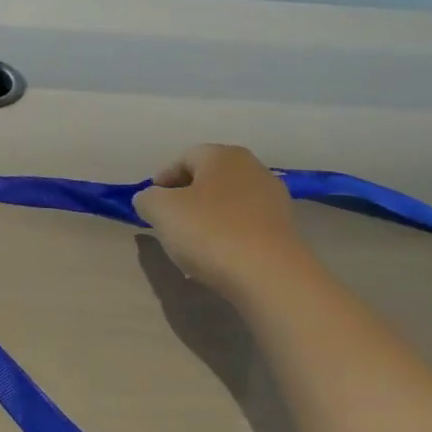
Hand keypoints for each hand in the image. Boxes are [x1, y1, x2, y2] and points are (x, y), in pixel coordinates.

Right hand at [134, 144, 305, 299]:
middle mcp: (253, 169)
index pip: (184, 158)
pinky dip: (227, 235)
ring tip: (191, 244)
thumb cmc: (209, 231)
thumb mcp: (161, 210)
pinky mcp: (284, 229)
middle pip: (208, 179)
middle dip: (185, 198)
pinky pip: (244, 225)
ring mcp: (273, 199)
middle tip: (168, 222)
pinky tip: (217, 256)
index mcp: (223, 156)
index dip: (162, 179)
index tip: (150, 204)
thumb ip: (147, 198)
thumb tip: (149, 199)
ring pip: (227, 203)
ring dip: (206, 218)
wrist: (268, 275)